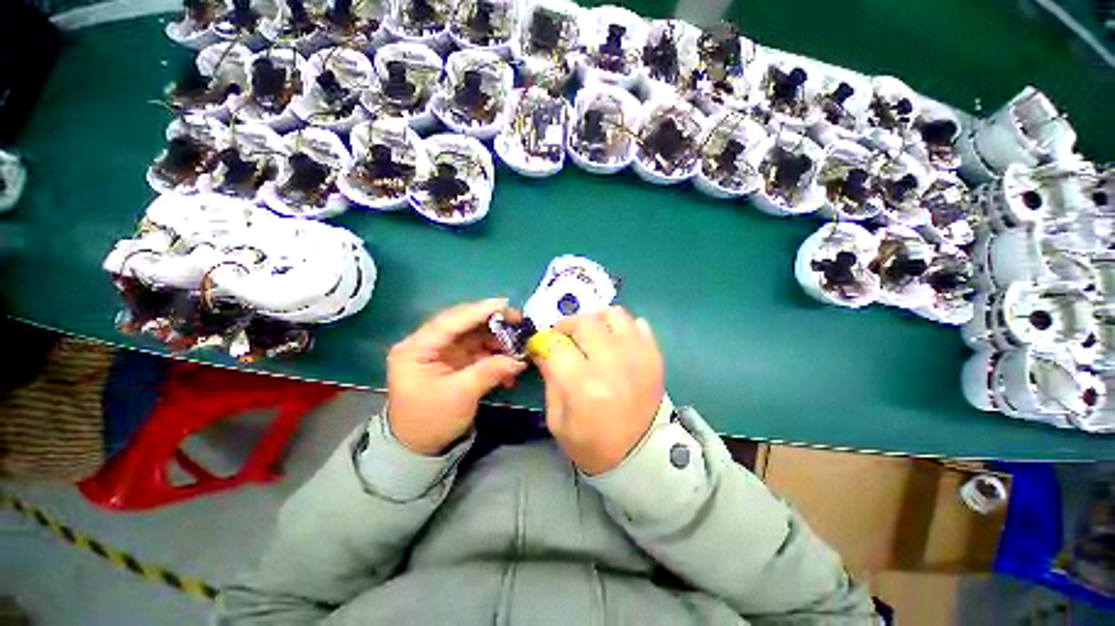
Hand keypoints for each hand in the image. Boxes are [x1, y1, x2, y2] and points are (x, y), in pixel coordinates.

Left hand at [388, 299, 527, 454]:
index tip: (504, 304)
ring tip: (518, 346)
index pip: (449, 322)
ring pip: (474, 335)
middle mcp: (428, 344)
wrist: (420, 448)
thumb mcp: (460, 396)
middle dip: (492, 323)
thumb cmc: (431, 421)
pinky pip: (478, 350)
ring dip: (497, 339)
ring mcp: (443, 352)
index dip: (477, 311)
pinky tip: (510, 362)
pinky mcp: (455, 361)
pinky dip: (495, 354)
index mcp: (416, 349)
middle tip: (518, 322)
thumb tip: (518, 360)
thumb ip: (489, 372)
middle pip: (463, 324)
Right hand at [530, 307, 664, 474]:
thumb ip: (549, 379)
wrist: (640, 455)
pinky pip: (638, 323)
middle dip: (567, 326)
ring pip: (613, 314)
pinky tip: (616, 342)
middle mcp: (611, 364)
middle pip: (584, 323)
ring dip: (597, 321)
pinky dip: (622, 327)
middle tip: (565, 339)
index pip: (555, 345)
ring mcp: (637, 357)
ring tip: (593, 336)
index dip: (543, 342)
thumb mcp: (557, 420)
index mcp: (583, 386)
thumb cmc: (591, 443)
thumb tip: (542, 348)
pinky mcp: (654, 356)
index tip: (541, 346)